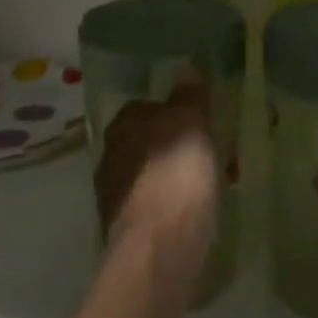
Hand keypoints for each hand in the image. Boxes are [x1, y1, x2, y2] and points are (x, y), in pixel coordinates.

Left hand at [93, 72, 220, 291]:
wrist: (158, 251)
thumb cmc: (176, 177)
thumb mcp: (192, 124)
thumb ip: (189, 95)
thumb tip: (185, 66)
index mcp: (122, 126)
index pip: (146, 106)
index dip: (174, 111)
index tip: (200, 122)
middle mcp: (110, 156)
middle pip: (147, 141)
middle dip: (173, 146)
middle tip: (207, 153)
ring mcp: (113, 196)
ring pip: (150, 175)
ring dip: (172, 176)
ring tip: (207, 185)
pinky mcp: (124, 230)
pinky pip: (154, 206)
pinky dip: (171, 205)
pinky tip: (193, 213)